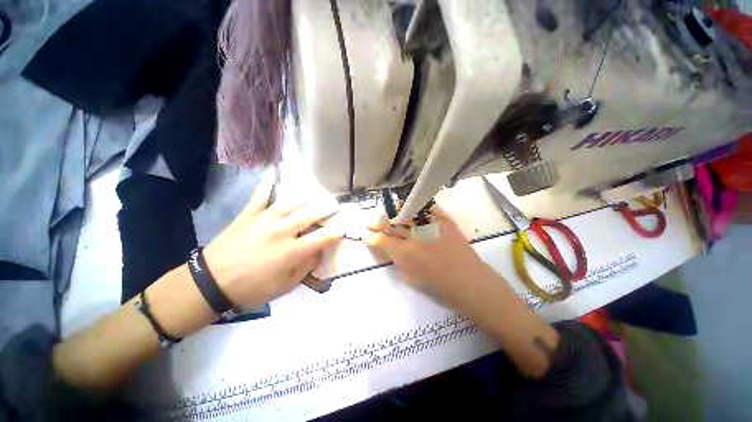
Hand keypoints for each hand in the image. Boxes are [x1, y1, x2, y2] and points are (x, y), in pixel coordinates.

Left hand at [203, 171, 343, 308]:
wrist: (211, 283)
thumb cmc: (252, 289)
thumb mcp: (285, 286)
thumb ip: (305, 267)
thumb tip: (319, 252)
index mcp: (291, 251)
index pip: (321, 238)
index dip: (335, 232)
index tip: (344, 227)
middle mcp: (281, 231)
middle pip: (309, 215)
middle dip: (325, 209)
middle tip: (335, 205)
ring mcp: (264, 220)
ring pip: (290, 203)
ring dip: (306, 198)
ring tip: (316, 194)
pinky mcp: (249, 215)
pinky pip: (260, 195)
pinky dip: (267, 183)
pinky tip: (274, 171)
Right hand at [363, 209, 495, 307]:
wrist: (472, 283)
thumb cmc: (440, 288)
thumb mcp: (411, 279)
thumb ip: (396, 261)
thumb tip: (386, 248)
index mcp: (407, 253)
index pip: (381, 239)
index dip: (370, 236)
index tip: (365, 234)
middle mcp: (416, 235)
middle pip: (391, 223)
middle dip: (377, 222)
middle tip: (370, 222)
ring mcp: (431, 225)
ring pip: (406, 211)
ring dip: (392, 211)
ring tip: (386, 212)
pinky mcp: (445, 220)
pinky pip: (427, 207)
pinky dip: (415, 206)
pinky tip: (408, 206)